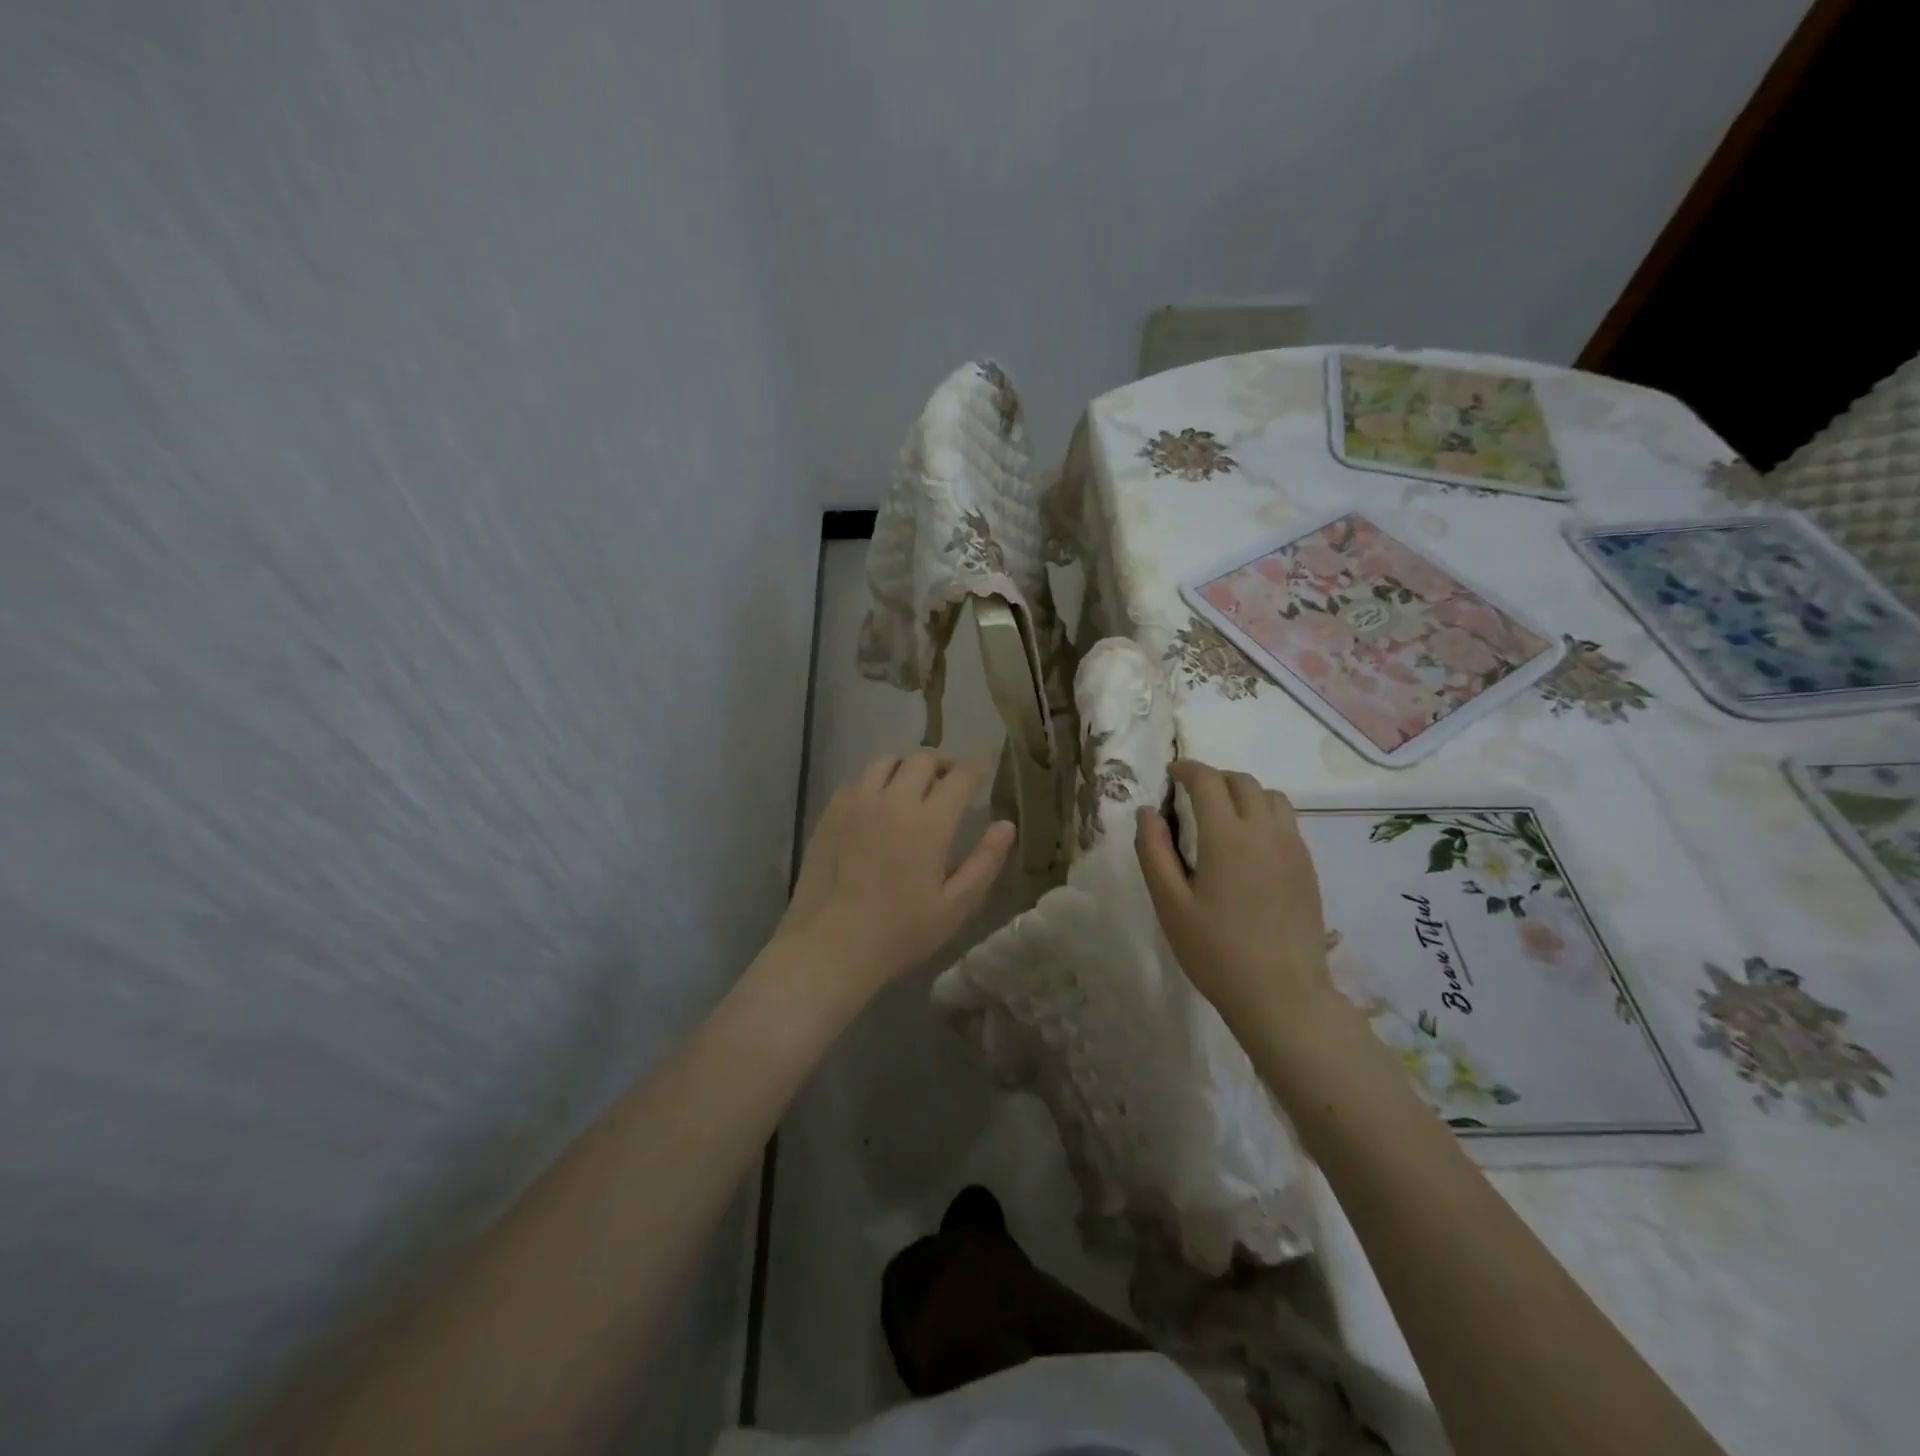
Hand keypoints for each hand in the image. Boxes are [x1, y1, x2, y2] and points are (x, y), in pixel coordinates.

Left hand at [775, 751, 1015, 1000]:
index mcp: (930, 822)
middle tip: (950, 780)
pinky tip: (877, 804)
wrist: (831, 945)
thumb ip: (985, 861)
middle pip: (922, 758)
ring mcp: (857, 803)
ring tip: (912, 785)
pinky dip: (875, 782)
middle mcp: (893, 800)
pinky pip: (857, 780)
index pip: (961, 776)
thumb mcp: (956, 905)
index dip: (978, 765)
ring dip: (906, 766)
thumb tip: (1006, 825)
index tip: (985, 762)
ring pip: (886, 761)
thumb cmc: (901, 932)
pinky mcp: (831, 813)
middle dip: (943, 763)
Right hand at [1134, 760, 1336, 1029]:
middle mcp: (1264, 831)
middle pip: (1242, 782)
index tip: (1172, 775)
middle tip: (1192, 796)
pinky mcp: (1308, 867)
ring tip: (1224, 816)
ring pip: (1271, 797)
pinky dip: (1264, 815)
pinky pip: (1287, 822)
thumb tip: (1148, 811)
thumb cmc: (1216, 951)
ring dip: (1244, 793)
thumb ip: (1153, 851)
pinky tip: (1250, 845)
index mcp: (1226, 836)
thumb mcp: (1170, 903)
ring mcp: (1292, 848)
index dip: (1187, 770)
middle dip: (1214, 779)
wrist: (1282, 995)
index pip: (1208, 781)